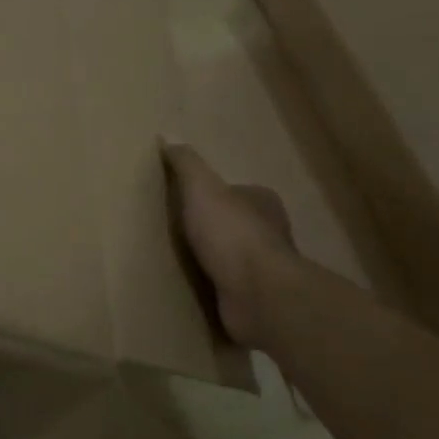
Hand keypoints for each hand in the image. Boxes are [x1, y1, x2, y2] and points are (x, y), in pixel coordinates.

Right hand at [163, 142, 297, 345]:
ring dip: (214, 262)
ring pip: (234, 259)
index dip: (211, 196)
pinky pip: (230, 289)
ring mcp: (265, 270)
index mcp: (262, 203)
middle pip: (235, 225)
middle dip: (212, 230)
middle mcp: (270, 233)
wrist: (258, 296)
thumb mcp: (201, 188)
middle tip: (177, 234)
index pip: (235, 192)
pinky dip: (215, 289)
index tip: (185, 203)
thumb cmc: (231, 235)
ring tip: (180, 264)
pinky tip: (194, 291)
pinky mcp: (257, 300)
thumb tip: (167, 137)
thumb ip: (186, 164)